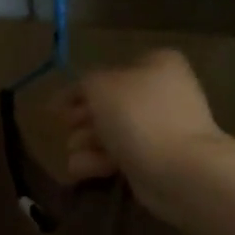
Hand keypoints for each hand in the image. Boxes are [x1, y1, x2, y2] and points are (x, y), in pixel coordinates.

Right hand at [59, 49, 223, 215]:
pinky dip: (98, 162)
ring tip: (77, 155)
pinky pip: (118, 156)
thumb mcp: (101, 86)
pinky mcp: (153, 159)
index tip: (57, 108)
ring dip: (86, 144)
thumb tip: (80, 93)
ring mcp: (158, 128)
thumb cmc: (138, 117)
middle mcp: (160, 92)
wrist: (177, 168)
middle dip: (83, 120)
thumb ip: (84, 83)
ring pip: (110, 133)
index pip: (108, 72)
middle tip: (69, 130)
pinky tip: (83, 170)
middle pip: (107, 105)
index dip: (80, 89)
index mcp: (156, 64)